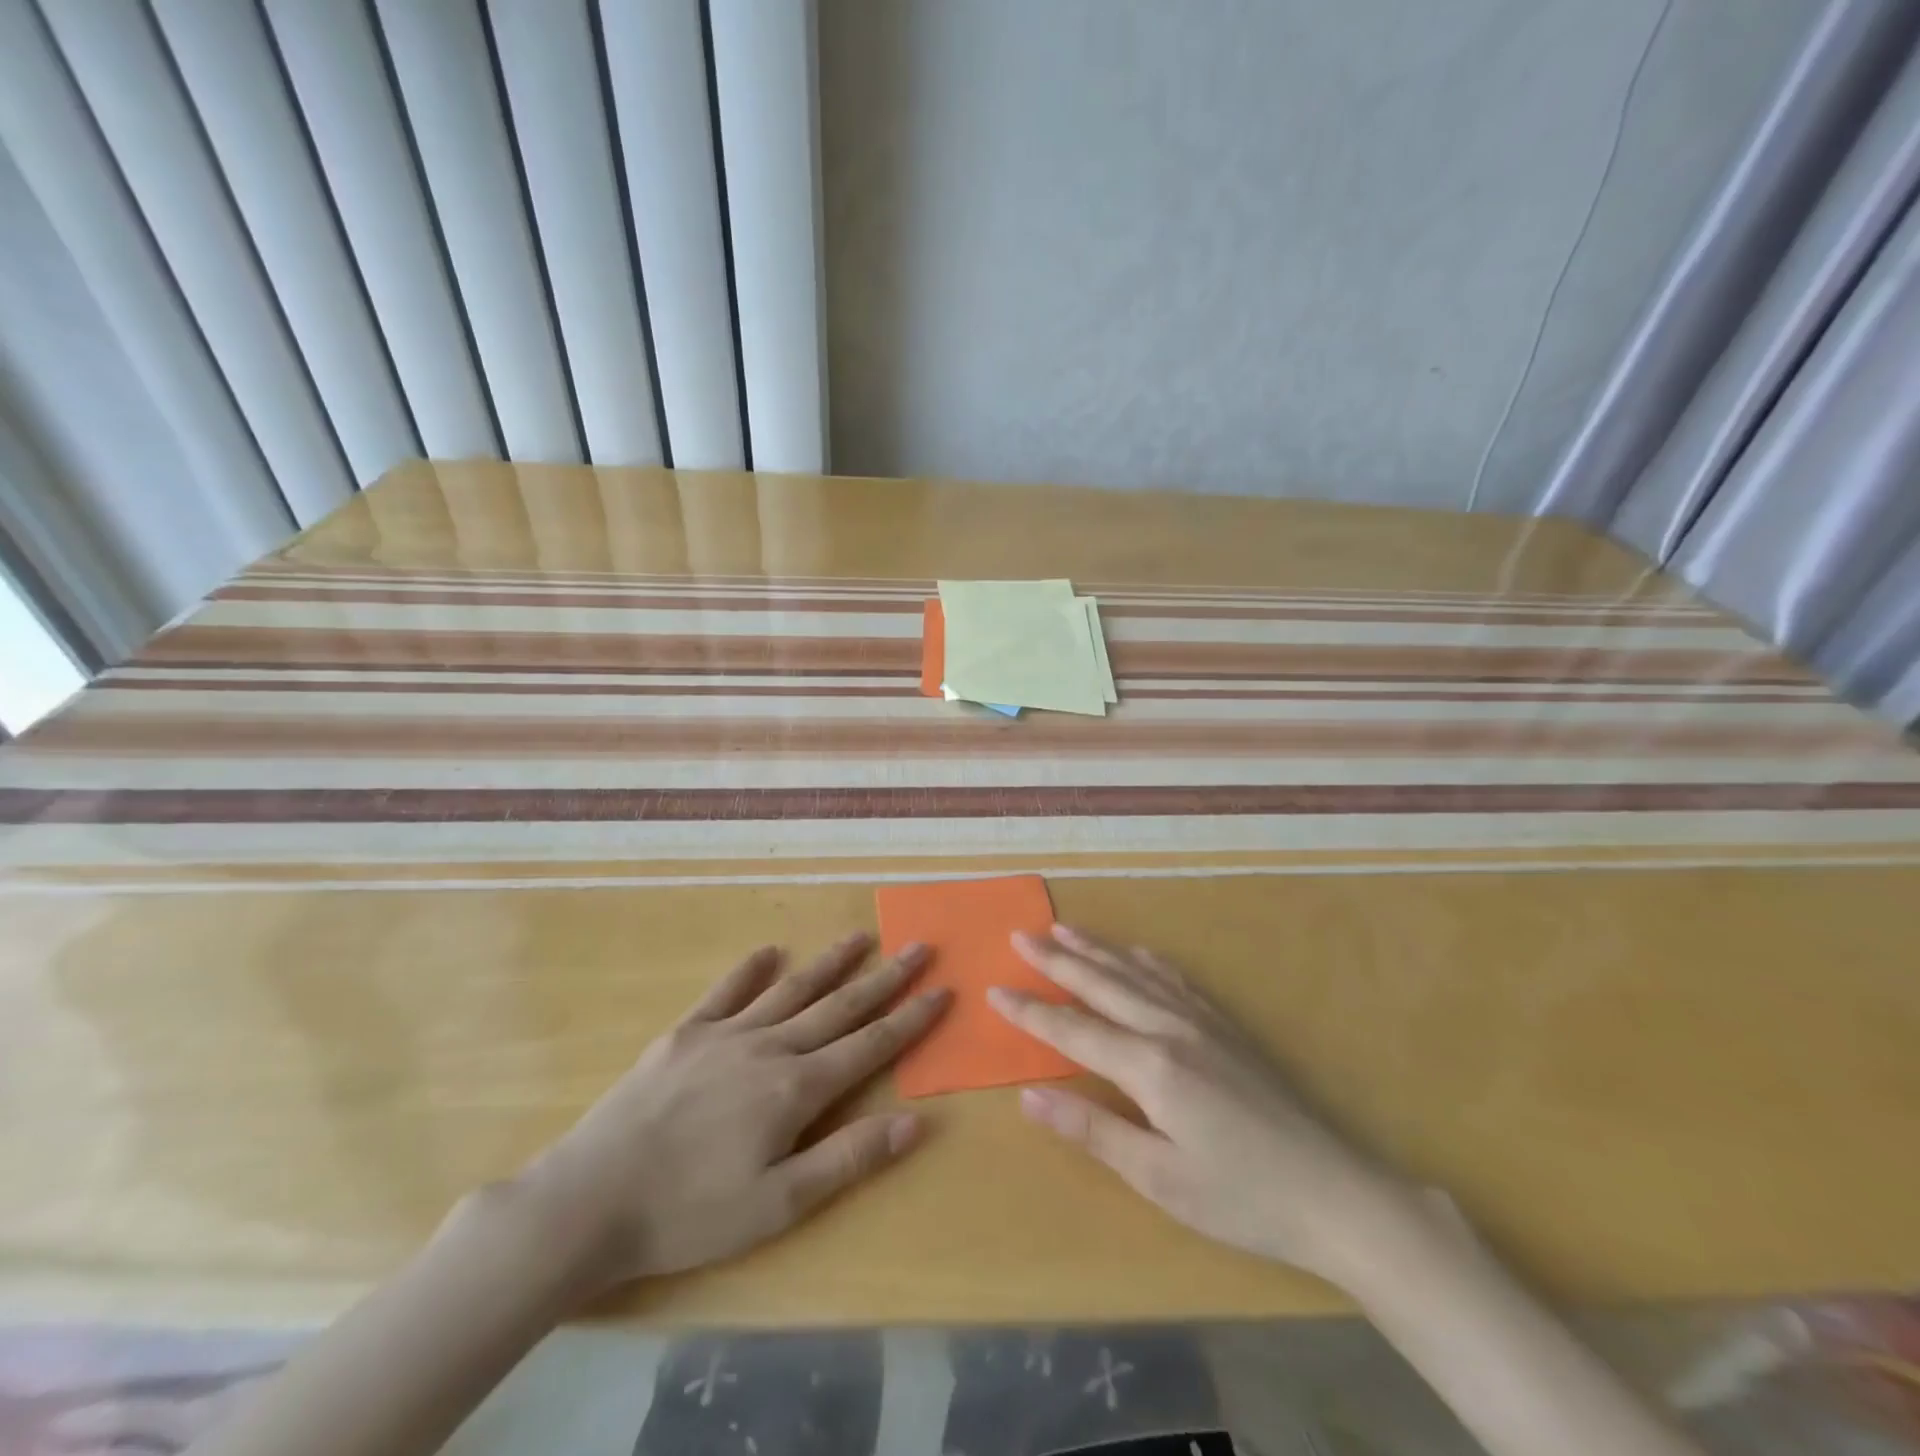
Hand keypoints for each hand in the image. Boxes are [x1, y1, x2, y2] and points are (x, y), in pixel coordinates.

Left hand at [512, 933, 947, 1297]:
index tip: (942, 990)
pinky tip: (768, 953)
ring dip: (830, 963)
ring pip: (792, 989)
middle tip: (918, 948)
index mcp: (797, 1088)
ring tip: (861, 937)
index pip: (870, 1045)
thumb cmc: (690, 1212)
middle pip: (840, 1006)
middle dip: (885, 978)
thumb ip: (849, 1158)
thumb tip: (914, 1121)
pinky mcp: (685, 1034)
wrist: (591, 1199)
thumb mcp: (779, 1204)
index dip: (911, 1019)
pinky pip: (727, 992)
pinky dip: (751, 970)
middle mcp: (770, 1047)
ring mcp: (726, 1034)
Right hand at [989, 926, 1412, 1288]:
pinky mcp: (1226, 1028)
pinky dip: (1145, 961)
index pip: (1073, 1029)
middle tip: (1020, 935)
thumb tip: (1029, 1094)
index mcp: (1149, 1065)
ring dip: (1096, 949)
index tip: (995, 989)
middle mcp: (1170, 1028)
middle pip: (1101, 984)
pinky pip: (1174, 979)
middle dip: (1057, 959)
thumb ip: (1092, 1129)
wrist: (1335, 1192)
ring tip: (1064, 928)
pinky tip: (1136, 954)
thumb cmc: (1241, 1197)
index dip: (1031, 1011)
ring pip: (1135, 973)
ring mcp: (1202, 1022)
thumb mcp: (1159, 1178)